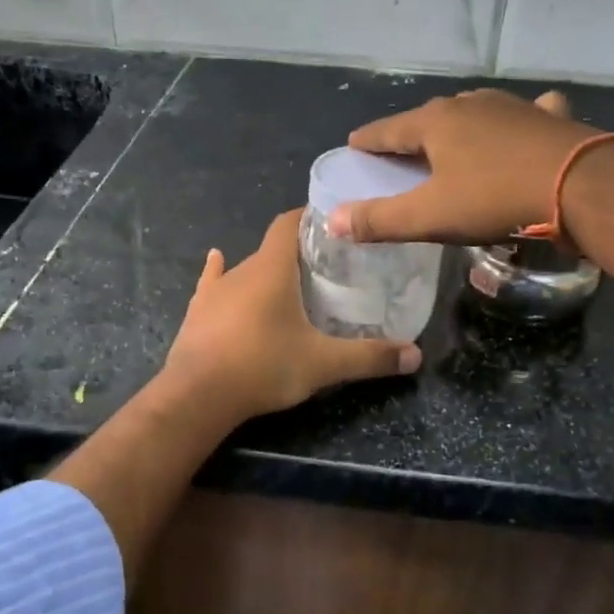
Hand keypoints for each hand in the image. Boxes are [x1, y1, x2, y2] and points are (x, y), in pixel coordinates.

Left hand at [163, 210, 422, 420]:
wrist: (197, 396)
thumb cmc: (263, 366)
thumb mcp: (323, 364)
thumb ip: (369, 357)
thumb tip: (416, 355)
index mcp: (271, 269)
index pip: (289, 223)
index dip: (310, 217)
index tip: (333, 224)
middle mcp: (240, 269)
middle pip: (272, 249)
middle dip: (297, 253)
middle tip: (326, 268)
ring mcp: (214, 291)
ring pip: (245, 269)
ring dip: (266, 272)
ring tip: (289, 283)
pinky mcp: (197, 312)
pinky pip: (212, 283)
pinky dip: (220, 274)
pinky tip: (217, 260)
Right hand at [333, 89, 601, 243]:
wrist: (583, 186)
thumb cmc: (495, 199)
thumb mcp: (430, 217)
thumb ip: (379, 220)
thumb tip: (333, 221)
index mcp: (435, 123)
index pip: (386, 130)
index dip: (367, 142)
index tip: (354, 148)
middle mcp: (469, 104)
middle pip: (427, 119)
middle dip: (410, 135)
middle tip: (400, 157)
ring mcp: (512, 106)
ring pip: (473, 112)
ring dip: (458, 127)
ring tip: (451, 145)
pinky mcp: (548, 117)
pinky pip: (523, 115)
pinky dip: (515, 122)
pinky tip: (521, 126)